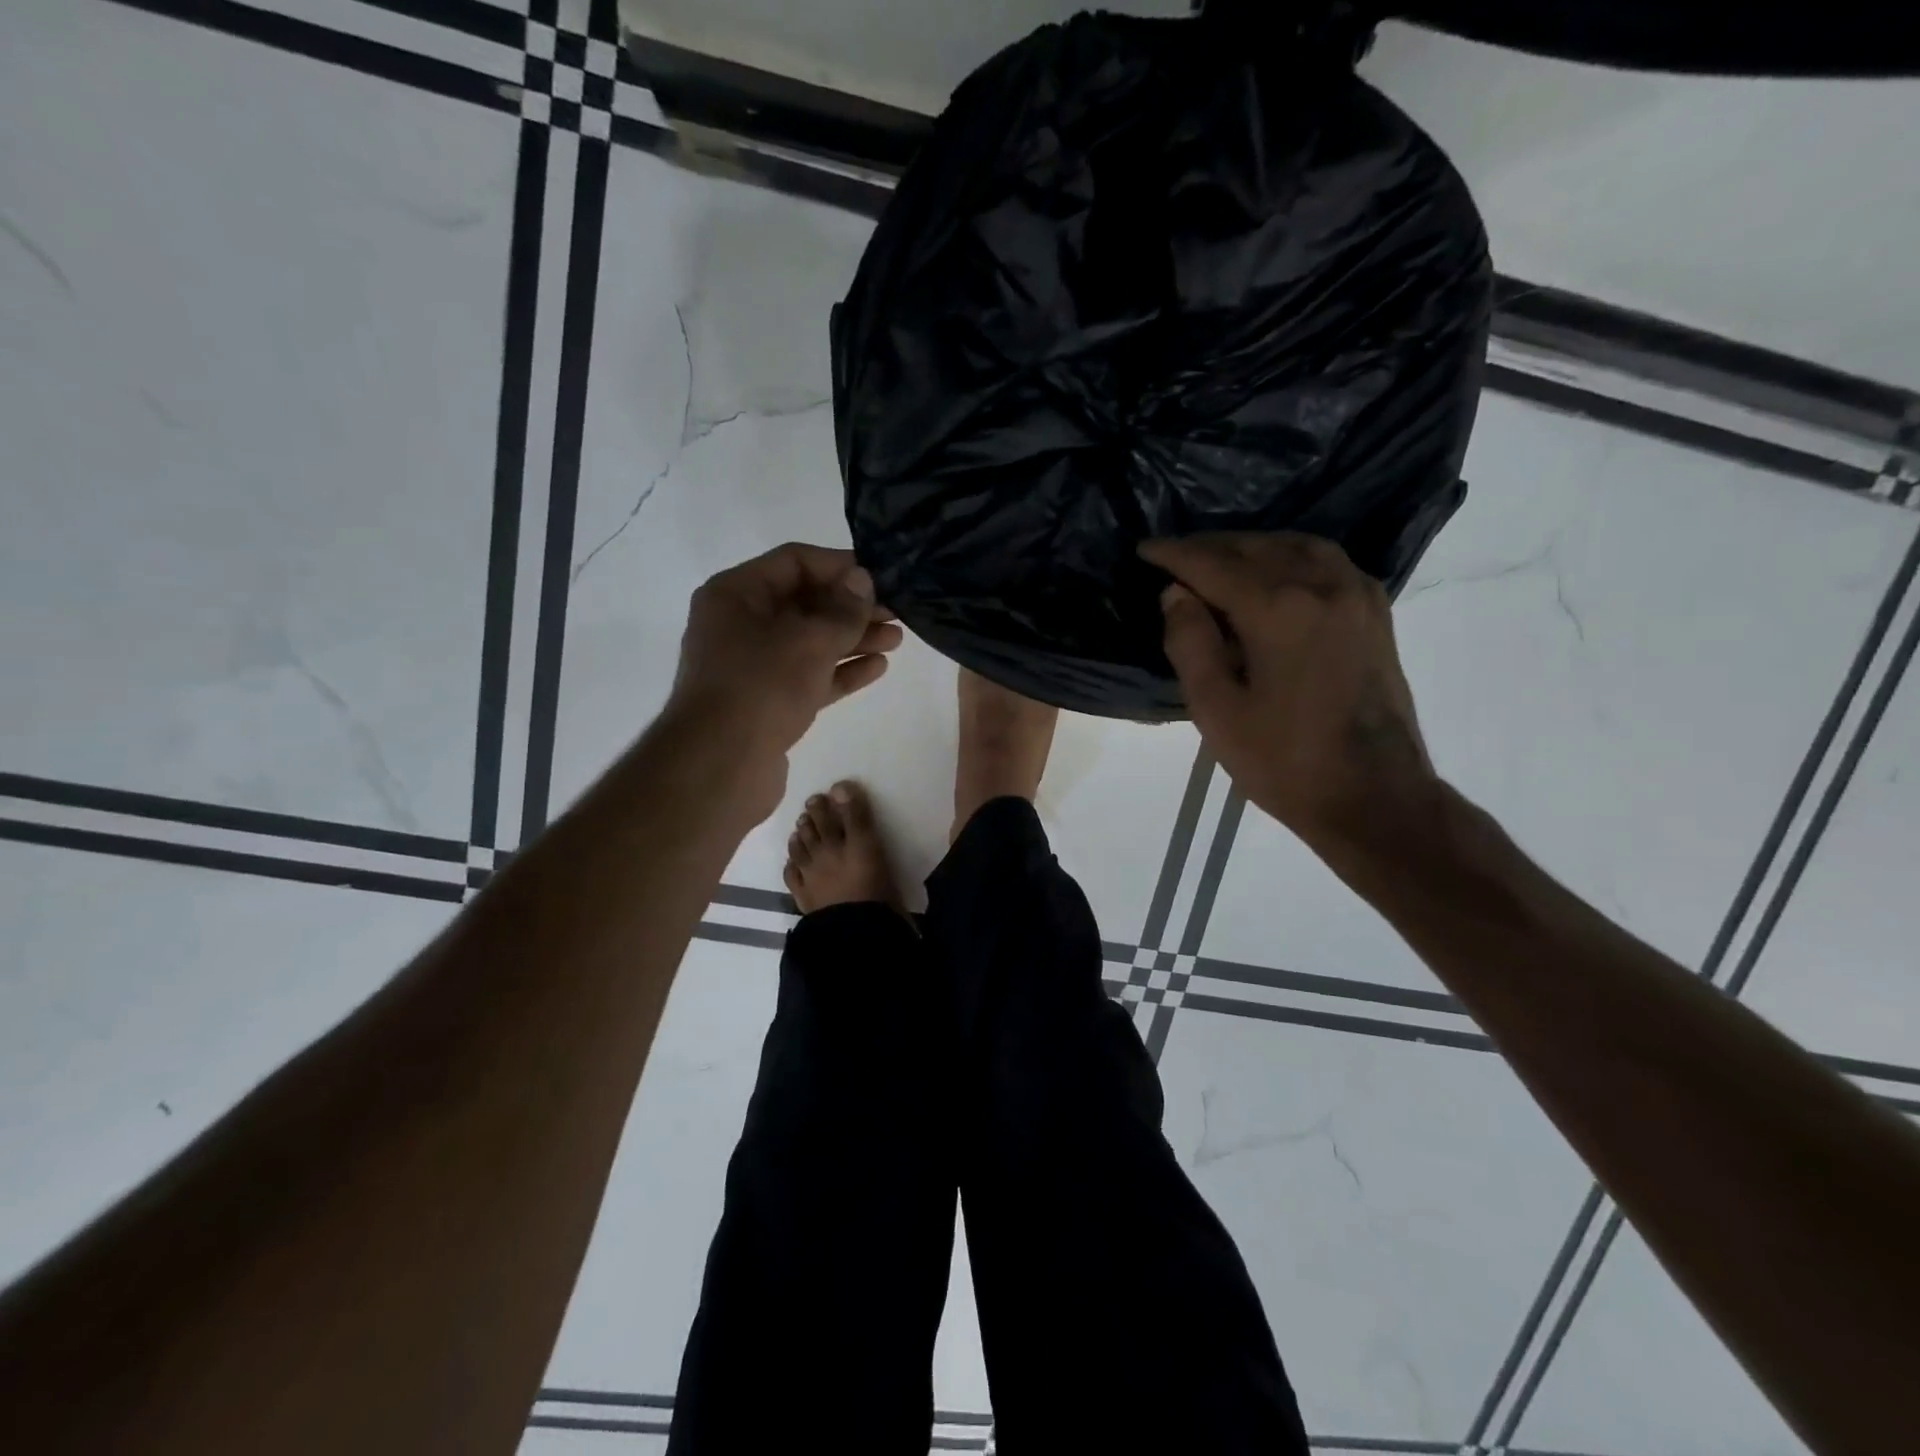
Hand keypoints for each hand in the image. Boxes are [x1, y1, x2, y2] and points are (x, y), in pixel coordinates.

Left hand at [667, 542, 902, 761]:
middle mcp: (740, 624)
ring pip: (810, 642)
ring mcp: (753, 666)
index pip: (795, 562)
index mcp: (736, 594)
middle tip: (897, 612)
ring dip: (853, 639)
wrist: (720, 767)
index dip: (841, 566)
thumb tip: (862, 579)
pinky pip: (809, 676)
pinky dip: (840, 670)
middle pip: (805, 603)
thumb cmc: (762, 687)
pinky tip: (877, 668)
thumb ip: (843, 609)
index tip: (881, 577)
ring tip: (897, 639)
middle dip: (852, 607)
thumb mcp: (810, 640)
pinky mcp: (767, 702)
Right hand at [1140, 533, 1436, 848]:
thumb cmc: (1284, 761)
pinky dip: (1291, 556)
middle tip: (1175, 558)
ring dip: (1252, 547)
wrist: (1373, 796)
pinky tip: (1276, 574)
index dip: (1175, 555)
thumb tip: (1176, 594)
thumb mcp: (1216, 710)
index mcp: (1279, 609)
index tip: (1145, 549)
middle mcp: (1322, 586)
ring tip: (1221, 561)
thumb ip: (1190, 643)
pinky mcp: (1376, 613)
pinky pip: (1328, 563)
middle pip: (1256, 548)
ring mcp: (1357, 595)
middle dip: (1211, 547)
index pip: (1214, 565)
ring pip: (1297, 547)